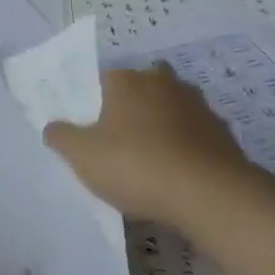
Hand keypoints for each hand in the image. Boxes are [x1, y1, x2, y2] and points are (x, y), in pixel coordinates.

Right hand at [44, 63, 254, 221]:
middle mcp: (162, 82)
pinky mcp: (222, 132)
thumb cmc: (137, 165)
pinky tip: (180, 174)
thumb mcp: (83, 156)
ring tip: (153, 160)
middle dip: (134, 107)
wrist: (210, 194)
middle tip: (123, 139)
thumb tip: (52, 127)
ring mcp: (197, 105)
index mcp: (126, 80)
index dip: (97, 102)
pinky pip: (196, 134)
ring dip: (164, 125)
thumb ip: (62, 137)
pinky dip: (188, 147)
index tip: (94, 129)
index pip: (104, 79)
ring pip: (172, 108)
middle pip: (142, 88)